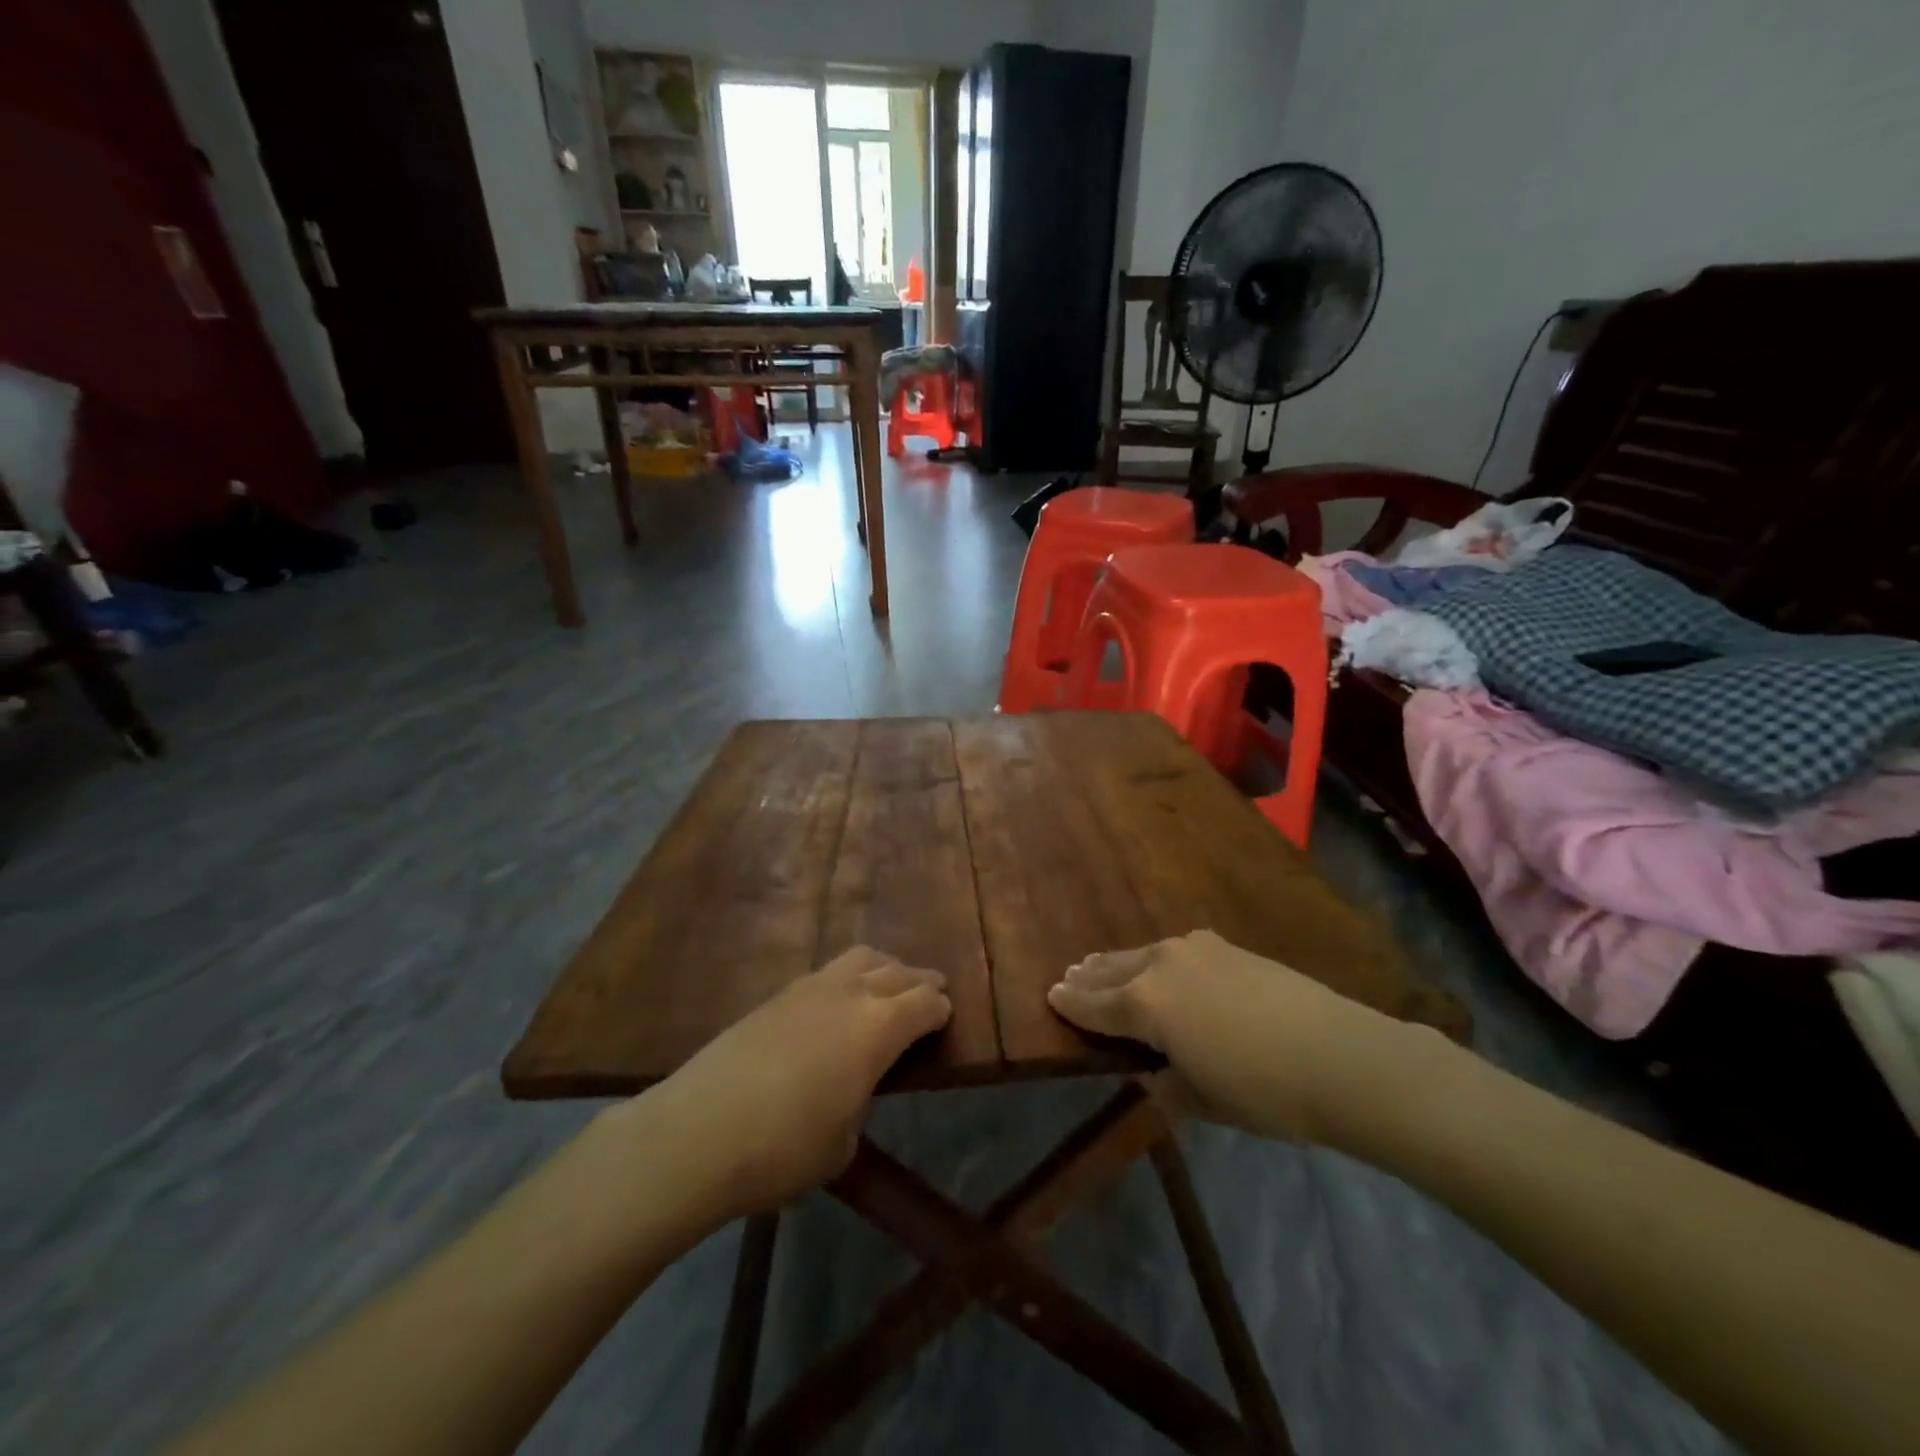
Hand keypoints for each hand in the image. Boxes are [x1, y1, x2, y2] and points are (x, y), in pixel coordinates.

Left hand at [633, 947, 950, 1218]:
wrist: (697, 1132)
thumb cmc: (783, 1149)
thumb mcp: (842, 1143)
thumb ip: (859, 1102)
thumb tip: (852, 1086)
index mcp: (878, 1027)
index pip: (925, 1003)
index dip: (940, 1010)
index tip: (946, 1017)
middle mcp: (851, 994)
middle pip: (899, 972)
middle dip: (921, 981)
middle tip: (933, 990)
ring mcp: (810, 987)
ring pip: (862, 957)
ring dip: (885, 966)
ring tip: (891, 982)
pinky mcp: (777, 994)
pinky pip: (828, 970)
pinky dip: (849, 975)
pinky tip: (841, 997)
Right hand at [1047, 929, 1433, 1146]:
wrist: (1338, 1054)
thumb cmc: (1262, 1090)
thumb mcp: (1202, 1100)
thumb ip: (1166, 1083)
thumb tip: (1152, 1071)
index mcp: (1145, 1004)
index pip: (1094, 1005)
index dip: (1070, 1004)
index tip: (1050, 996)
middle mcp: (1160, 965)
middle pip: (1113, 970)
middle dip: (1089, 976)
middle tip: (1069, 977)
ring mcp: (1194, 949)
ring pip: (1142, 954)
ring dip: (1119, 962)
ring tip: (1100, 964)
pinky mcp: (1225, 946)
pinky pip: (1175, 950)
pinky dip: (1155, 958)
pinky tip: (1159, 962)